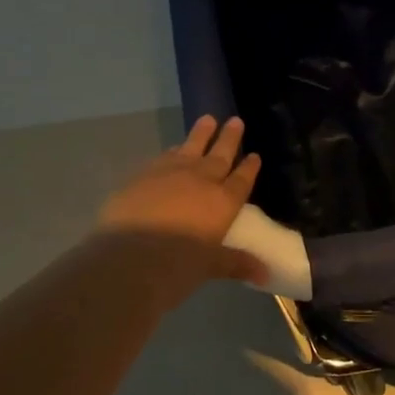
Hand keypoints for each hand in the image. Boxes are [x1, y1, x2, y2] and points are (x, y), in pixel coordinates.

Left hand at [96, 116, 267, 286]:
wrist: (128, 257)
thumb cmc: (176, 268)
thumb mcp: (210, 267)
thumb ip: (236, 263)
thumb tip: (265, 275)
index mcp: (223, 203)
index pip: (242, 180)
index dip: (249, 167)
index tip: (254, 154)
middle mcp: (201, 181)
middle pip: (220, 155)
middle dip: (229, 138)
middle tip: (235, 120)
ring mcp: (171, 173)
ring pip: (191, 147)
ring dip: (201, 133)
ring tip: (208, 119)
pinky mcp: (144, 174)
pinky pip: (165, 156)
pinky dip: (173, 150)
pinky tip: (174, 148)